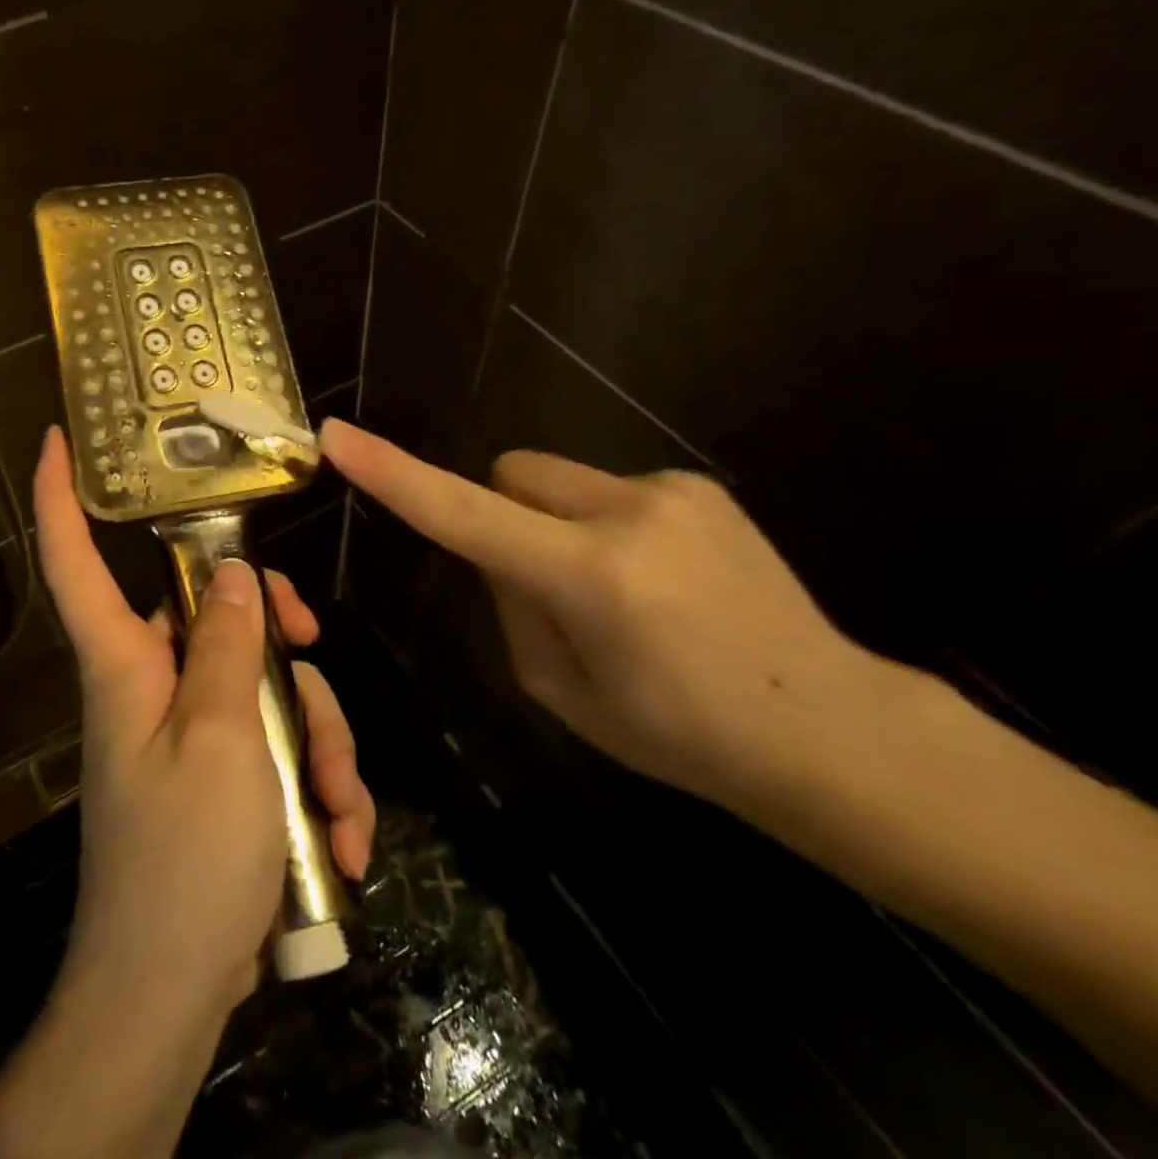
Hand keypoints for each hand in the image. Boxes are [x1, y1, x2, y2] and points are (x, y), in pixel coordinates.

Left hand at [33, 426, 374, 1017]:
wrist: (169, 1000)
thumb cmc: (183, 861)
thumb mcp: (221, 740)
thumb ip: (226, 648)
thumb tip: (232, 574)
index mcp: (125, 665)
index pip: (75, 563)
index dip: (61, 497)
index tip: (58, 438)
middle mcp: (151, 688)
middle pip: (212, 617)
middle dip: (278, 636)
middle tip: (313, 653)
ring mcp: (188, 736)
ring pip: (262, 688)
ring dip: (318, 740)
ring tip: (340, 809)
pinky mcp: (219, 781)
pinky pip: (274, 749)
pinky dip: (314, 787)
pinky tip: (340, 843)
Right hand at [320, 418, 894, 812]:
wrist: (831, 727)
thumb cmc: (679, 733)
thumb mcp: (560, 689)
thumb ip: (511, 605)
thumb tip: (499, 550)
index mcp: (587, 578)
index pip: (461, 513)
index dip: (393, 474)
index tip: (340, 438)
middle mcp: (627, 513)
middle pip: (508, 473)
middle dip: (498, 512)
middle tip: (537, 581)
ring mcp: (670, 489)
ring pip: (555, 480)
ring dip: (554, 522)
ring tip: (617, 591)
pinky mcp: (697, 484)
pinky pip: (606, 488)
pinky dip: (601, 523)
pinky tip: (659, 580)